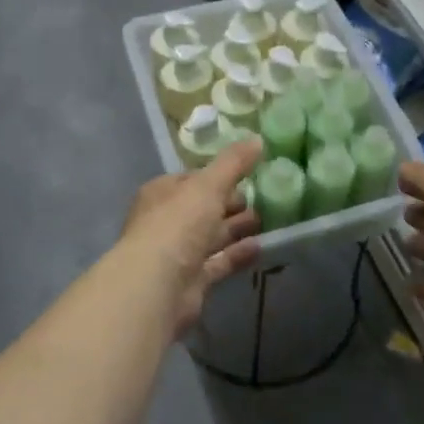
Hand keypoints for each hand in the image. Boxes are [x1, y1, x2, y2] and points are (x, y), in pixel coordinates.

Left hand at [123, 140, 262, 335]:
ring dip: (236, 229)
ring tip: (266, 221)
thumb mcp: (208, 185)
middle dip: (230, 204)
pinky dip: (237, 254)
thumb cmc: (178, 224)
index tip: (247, 175)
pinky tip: (261, 247)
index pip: (193, 180)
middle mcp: (166, 222)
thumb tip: (257, 139)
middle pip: (203, 209)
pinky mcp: (190, 281)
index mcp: (162, 193)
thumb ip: (233, 163)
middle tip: (262, 200)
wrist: (158, 285)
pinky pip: (218, 262)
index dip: (218, 176)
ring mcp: (177, 254)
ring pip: (211, 236)